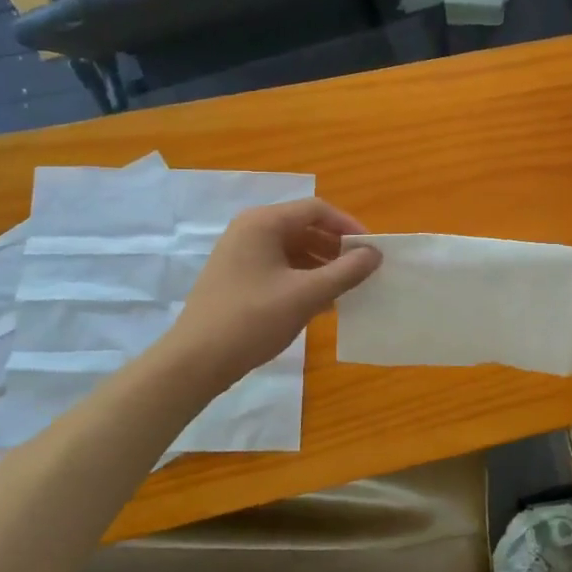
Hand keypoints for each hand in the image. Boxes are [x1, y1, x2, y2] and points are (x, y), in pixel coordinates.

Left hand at [166, 200, 381, 390]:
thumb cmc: (253, 320)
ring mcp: (240, 254)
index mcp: (264, 223)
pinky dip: (302, 277)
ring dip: (322, 264)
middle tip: (362, 271)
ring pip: (292, 249)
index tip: (372, 251)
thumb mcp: (306, 295)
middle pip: (304, 227)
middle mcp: (250, 230)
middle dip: (336, 247)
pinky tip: (320, 302)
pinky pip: (279, 266)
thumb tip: (375, 254)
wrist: (195, 361)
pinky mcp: (237, 277)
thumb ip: (346, 271)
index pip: (317, 210)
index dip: (349, 227)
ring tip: (345, 289)